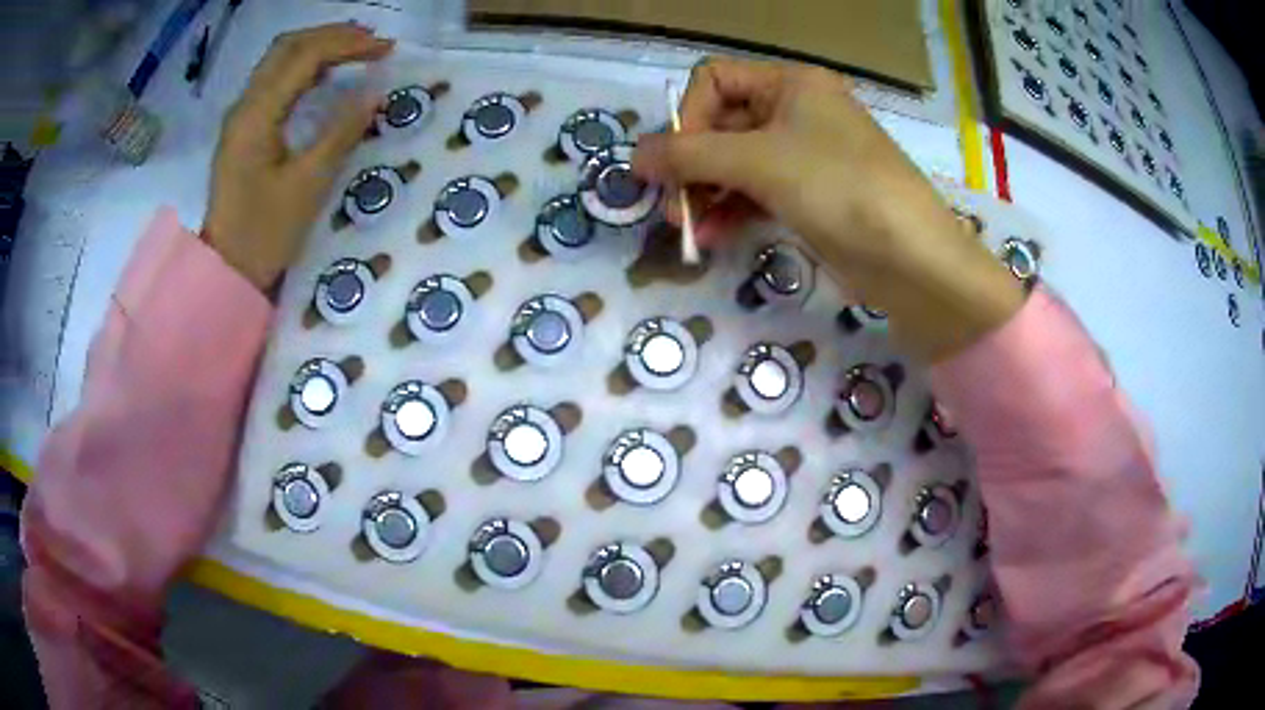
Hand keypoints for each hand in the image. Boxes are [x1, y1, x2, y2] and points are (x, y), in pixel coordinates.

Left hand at [203, 23, 393, 289]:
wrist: (225, 272)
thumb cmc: (264, 235)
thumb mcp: (308, 186)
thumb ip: (341, 132)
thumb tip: (375, 92)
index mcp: (257, 115)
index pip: (305, 55)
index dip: (348, 43)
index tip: (386, 49)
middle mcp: (244, 105)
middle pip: (288, 46)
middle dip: (333, 35)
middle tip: (373, 42)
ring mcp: (240, 116)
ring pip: (279, 59)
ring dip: (318, 46)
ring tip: (356, 50)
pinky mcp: (243, 129)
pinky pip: (274, 80)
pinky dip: (304, 67)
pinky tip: (326, 75)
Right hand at [633, 58, 1022, 362]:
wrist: (912, 259)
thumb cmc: (839, 188)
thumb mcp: (759, 162)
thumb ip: (689, 155)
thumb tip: (633, 157)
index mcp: (790, 84)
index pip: (715, 81)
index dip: (688, 118)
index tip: (674, 163)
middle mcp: (796, 111)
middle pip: (722, 125)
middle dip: (692, 165)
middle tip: (673, 208)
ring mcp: (804, 156)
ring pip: (735, 164)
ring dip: (706, 193)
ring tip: (689, 229)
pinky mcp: (809, 196)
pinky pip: (756, 193)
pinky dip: (732, 211)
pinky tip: (713, 237)